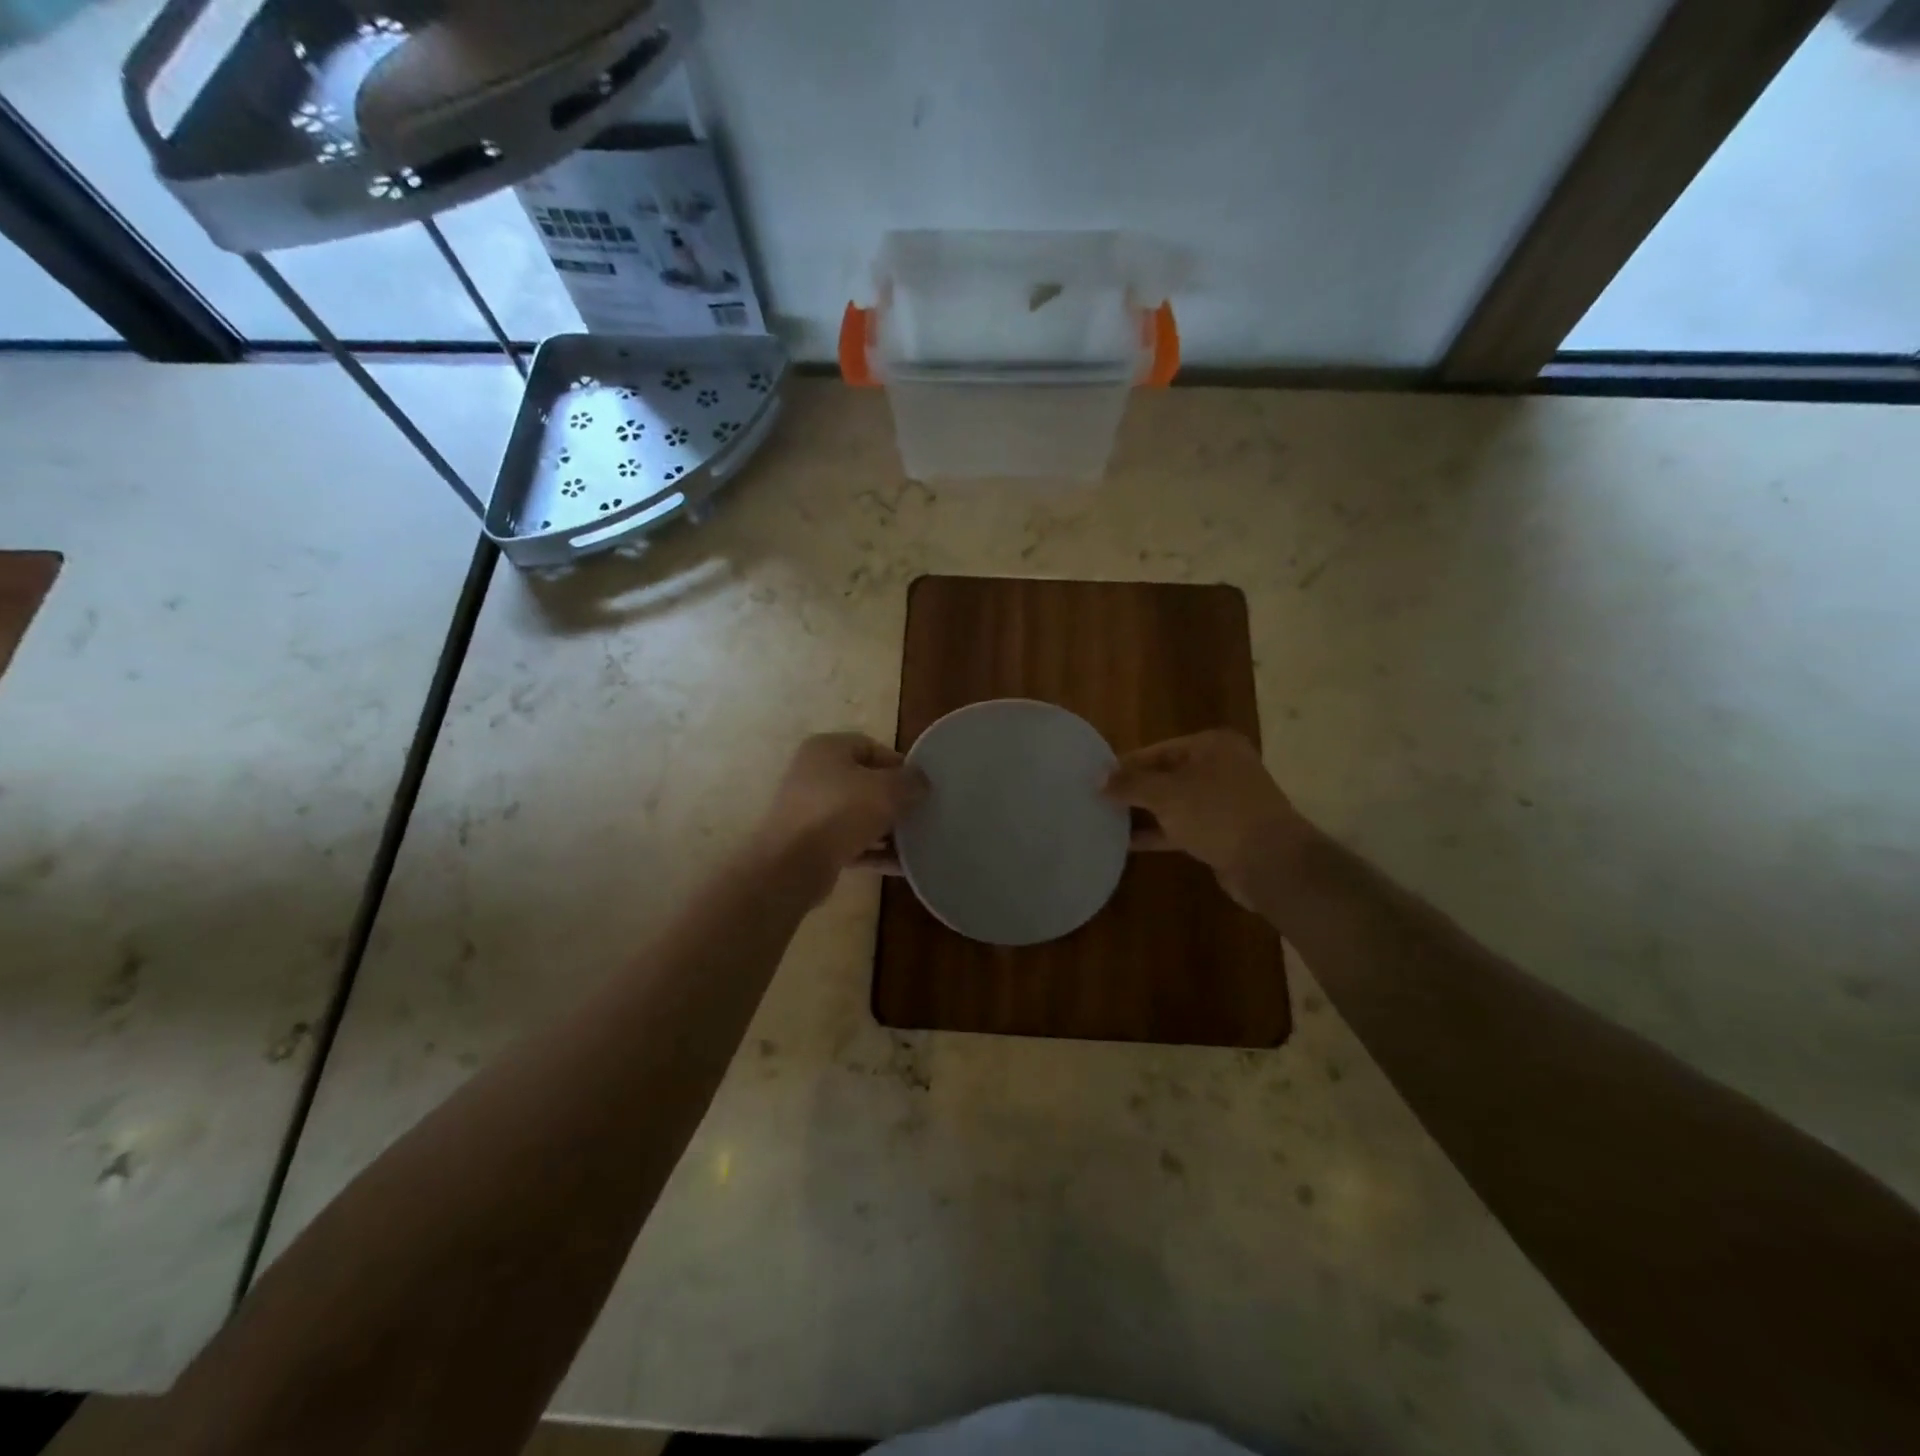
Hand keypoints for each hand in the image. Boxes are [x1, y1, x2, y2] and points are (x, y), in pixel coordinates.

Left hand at [754, 732, 927, 890]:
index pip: (871, 747)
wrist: (792, 864)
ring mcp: (811, 811)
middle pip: (865, 782)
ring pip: (859, 815)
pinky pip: (852, 843)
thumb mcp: (887, 789)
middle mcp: (815, 774)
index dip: (899, 764)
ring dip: (887, 828)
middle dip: (895, 799)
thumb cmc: (840, 811)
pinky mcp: (812, 844)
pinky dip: (875, 851)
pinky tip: (902, 865)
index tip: (922, 785)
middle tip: (921, 813)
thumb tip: (920, 782)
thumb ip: (910, 781)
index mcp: (827, 749)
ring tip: (917, 841)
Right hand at [1104, 729, 1309, 907]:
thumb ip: (1130, 784)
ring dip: (1143, 813)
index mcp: (1211, 746)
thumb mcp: (1166, 794)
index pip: (1157, 750)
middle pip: (1165, 774)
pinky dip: (1158, 832)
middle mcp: (1220, 767)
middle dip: (1133, 789)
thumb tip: (1098, 779)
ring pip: (1173, 803)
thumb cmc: (1217, 814)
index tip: (1095, 780)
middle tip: (1097, 800)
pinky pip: (1182, 827)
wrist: (1271, 862)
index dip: (1125, 765)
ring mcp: (1224, 801)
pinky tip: (1128, 843)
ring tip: (1105, 820)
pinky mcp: (1223, 832)